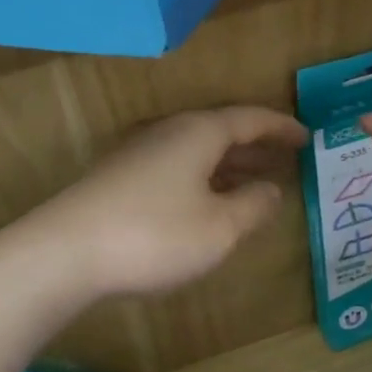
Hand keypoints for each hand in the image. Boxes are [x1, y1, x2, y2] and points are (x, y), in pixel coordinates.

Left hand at [36, 107, 307, 297]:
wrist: (64, 252)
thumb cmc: (154, 235)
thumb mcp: (219, 228)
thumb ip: (253, 207)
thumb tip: (271, 190)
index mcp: (198, 133)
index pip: (250, 119)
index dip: (281, 128)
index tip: (307, 137)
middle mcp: (169, 133)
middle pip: (222, 131)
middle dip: (256, 146)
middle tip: (286, 160)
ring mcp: (139, 154)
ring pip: (197, 152)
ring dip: (229, 165)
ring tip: (255, 183)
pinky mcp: (119, 179)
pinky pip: (176, 168)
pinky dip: (203, 179)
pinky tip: (206, 204)